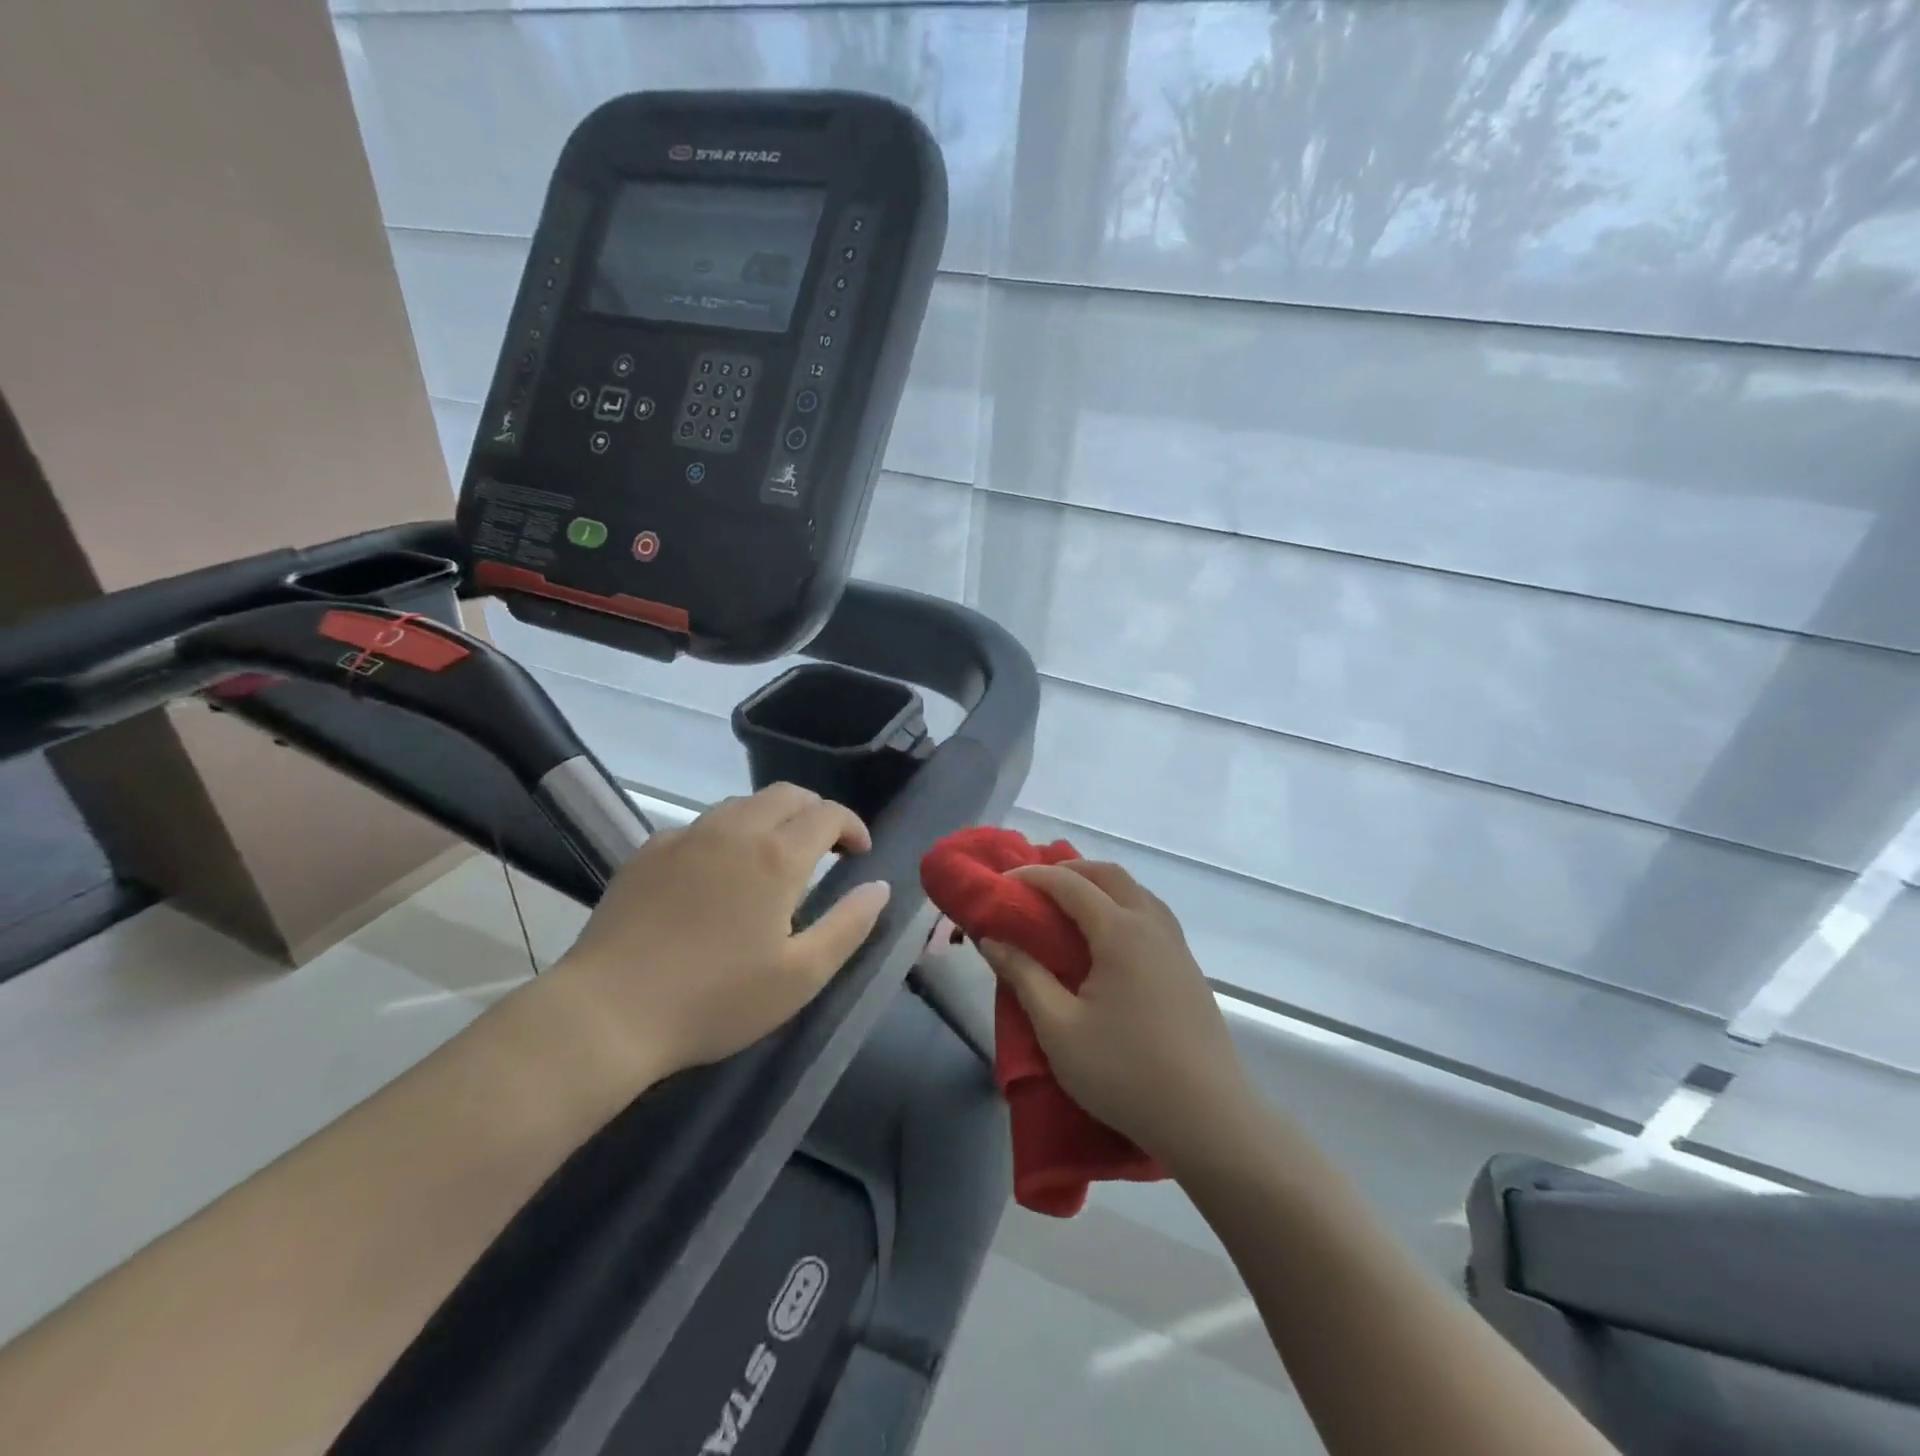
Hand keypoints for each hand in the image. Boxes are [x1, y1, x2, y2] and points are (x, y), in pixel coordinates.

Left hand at [543, 784, 891, 1084]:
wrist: (608, 1012)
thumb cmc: (716, 999)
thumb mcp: (800, 976)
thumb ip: (849, 925)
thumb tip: (880, 887)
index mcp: (776, 856)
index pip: (828, 813)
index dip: (852, 826)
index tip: (859, 854)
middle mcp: (734, 830)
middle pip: (787, 795)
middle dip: (816, 812)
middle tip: (826, 849)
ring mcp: (686, 836)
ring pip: (742, 804)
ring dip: (772, 818)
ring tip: (775, 858)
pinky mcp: (648, 851)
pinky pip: (702, 825)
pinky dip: (727, 834)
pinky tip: (717, 874)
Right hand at [976, 861, 1257, 1170]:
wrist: (1209, 1120)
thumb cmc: (1125, 1073)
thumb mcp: (1058, 1029)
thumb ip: (1024, 977)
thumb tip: (993, 940)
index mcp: (1120, 932)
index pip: (1070, 884)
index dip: (1033, 876)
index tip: (1002, 882)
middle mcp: (1152, 926)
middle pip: (1110, 875)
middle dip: (1070, 871)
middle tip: (1035, 888)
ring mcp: (1177, 948)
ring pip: (1137, 893)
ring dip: (1100, 887)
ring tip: (1069, 909)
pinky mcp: (1189, 971)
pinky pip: (1152, 917)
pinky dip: (1122, 908)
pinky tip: (1108, 943)